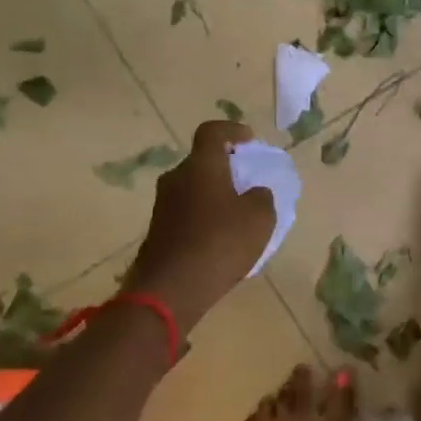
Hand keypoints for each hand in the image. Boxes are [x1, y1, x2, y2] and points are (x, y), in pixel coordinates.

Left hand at [123, 120, 274, 333]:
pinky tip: (221, 239)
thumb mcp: (260, 218)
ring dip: (215, 194)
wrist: (171, 290)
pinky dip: (205, 217)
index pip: (212, 131)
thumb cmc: (221, 243)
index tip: (249, 141)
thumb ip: (262, 197)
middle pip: (202, 161)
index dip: (232, 130)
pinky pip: (187, 212)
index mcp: (201, 166)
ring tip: (238, 214)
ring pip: (194, 188)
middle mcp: (177, 178)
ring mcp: (163, 206)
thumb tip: (254, 193)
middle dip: (226, 167)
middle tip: (248, 181)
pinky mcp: (158, 231)